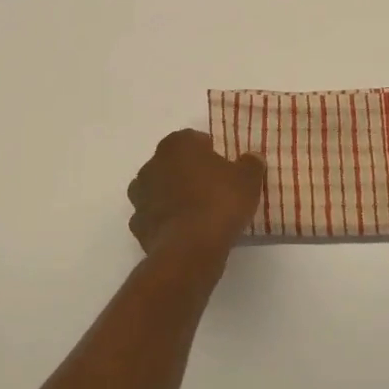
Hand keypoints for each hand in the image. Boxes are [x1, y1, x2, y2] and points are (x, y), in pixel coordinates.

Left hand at [127, 131, 264, 273]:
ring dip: (173, 196)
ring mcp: (140, 195)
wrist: (189, 249)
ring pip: (159, 189)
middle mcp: (152, 164)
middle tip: (213, 188)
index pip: (194, 139)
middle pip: (173, 163)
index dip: (210, 151)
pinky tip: (184, 231)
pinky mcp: (137, 224)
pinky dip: (166, 220)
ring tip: (198, 212)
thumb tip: (251, 158)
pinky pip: (154, 216)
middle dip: (189, 172)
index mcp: (177, 145)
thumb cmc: (220, 203)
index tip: (224, 167)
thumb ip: (250, 164)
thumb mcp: (248, 180)